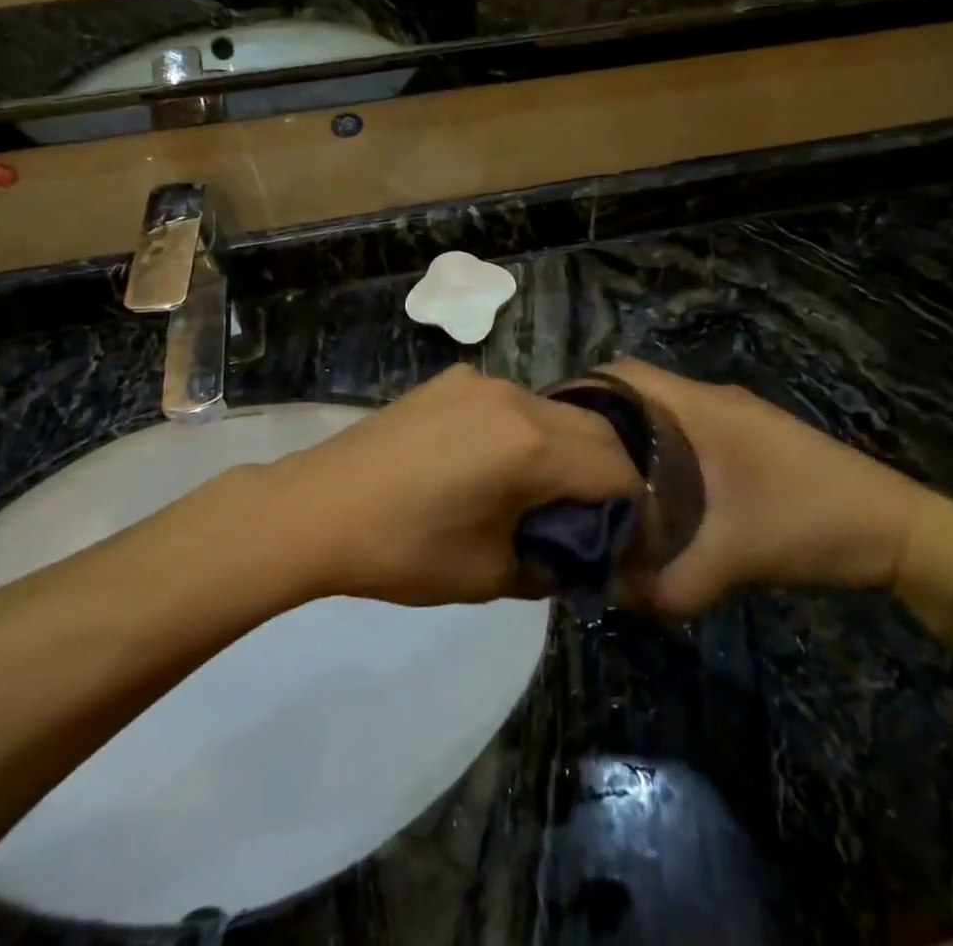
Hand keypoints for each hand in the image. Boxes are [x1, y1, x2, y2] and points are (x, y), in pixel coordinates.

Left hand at [274, 365, 644, 606]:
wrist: (319, 507)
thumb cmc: (406, 549)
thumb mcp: (491, 572)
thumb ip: (553, 562)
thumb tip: (579, 554)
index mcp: (533, 446)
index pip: (617, 470)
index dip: (633, 509)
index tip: (625, 542)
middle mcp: (517, 398)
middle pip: (594, 431)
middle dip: (607, 474)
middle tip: (593, 519)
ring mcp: (481, 381)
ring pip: (554, 411)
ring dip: (567, 449)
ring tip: (545, 492)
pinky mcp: (452, 380)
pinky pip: (512, 402)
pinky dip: (526, 431)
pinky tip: (495, 464)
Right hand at [599, 359, 930, 615]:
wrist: (901, 530)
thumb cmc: (809, 523)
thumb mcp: (732, 560)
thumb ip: (667, 584)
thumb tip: (609, 597)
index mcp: (698, 407)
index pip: (622, 373)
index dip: (580, 390)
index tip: (550, 427)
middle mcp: (711, 398)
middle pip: (636, 389)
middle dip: (598, 418)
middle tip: (566, 461)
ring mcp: (734, 415)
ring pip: (663, 410)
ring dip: (631, 434)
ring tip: (597, 476)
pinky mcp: (750, 437)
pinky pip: (686, 428)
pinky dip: (661, 447)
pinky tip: (654, 489)